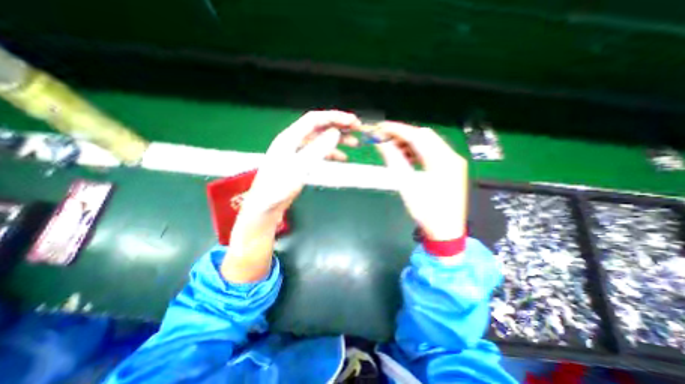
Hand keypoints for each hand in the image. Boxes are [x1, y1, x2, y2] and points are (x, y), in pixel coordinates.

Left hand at [245, 111, 363, 217]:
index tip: (352, 120)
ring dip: (338, 139)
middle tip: (357, 128)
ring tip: (354, 142)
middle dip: (339, 125)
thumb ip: (318, 148)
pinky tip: (342, 157)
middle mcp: (294, 141)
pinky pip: (319, 152)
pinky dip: (332, 153)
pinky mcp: (301, 162)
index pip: (314, 119)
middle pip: (319, 127)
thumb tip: (335, 133)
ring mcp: (297, 151)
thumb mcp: (299, 166)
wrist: (266, 205)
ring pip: (321, 139)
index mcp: (290, 137)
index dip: (334, 117)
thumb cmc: (279, 186)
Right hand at [373, 121, 468, 240]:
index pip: (417, 136)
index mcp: (442, 161)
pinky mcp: (450, 168)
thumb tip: (382, 144)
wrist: (446, 231)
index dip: (397, 130)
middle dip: (403, 135)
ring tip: (393, 150)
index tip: (381, 128)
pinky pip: (432, 152)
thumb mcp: (407, 186)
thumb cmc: (427, 211)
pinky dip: (417, 152)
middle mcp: (451, 156)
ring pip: (428, 143)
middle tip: (385, 139)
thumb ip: (395, 161)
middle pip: (424, 136)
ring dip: (410, 143)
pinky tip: (407, 158)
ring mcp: (453, 162)